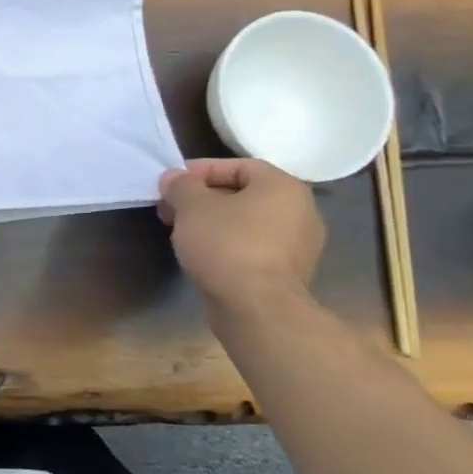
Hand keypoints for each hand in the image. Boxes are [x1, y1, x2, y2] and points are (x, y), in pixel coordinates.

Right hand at [158, 159, 324, 310]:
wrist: (256, 307)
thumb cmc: (226, 244)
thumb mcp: (191, 206)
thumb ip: (181, 185)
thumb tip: (174, 178)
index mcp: (283, 187)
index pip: (239, 166)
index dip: (201, 170)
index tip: (172, 184)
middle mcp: (301, 211)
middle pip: (243, 193)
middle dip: (203, 198)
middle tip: (171, 209)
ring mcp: (299, 245)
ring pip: (247, 221)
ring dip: (213, 222)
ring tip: (182, 233)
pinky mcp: (289, 272)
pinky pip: (254, 246)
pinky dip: (228, 244)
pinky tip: (203, 255)